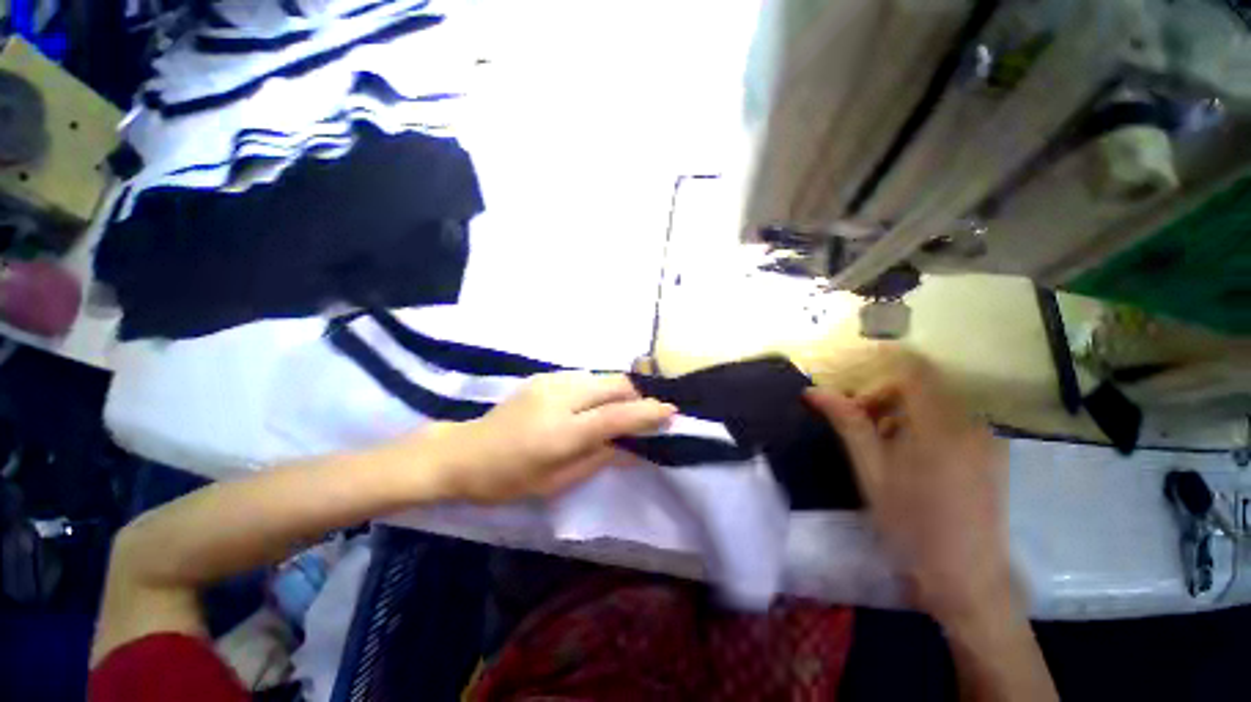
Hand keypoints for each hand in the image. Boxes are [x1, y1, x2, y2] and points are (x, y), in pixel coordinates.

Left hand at [421, 371, 675, 503]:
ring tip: (617, 413)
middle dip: (637, 396)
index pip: (616, 416)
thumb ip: (599, 459)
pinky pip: (586, 378)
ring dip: (619, 392)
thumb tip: (634, 449)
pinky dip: (600, 389)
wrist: (463, 452)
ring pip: (603, 377)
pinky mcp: (545, 376)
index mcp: (561, 432)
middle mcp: (560, 397)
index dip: (648, 413)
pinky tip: (591, 407)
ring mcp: (552, 381)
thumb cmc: (508, 479)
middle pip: (615, 384)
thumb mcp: (556, 481)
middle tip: (643, 416)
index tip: (671, 412)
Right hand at [806, 355, 1010, 620]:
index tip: (854, 402)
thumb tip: (813, 390)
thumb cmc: (911, 524)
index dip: (878, 374)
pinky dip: (923, 425)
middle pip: (924, 383)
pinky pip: (953, 419)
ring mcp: (986, 437)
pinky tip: (910, 457)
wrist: (967, 577)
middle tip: (861, 427)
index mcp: (940, 425)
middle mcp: (971, 423)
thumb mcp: (871, 471)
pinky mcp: (991, 452)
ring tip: (883, 446)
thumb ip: (847, 423)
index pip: (913, 370)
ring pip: (937, 401)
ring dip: (902, 411)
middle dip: (885, 397)